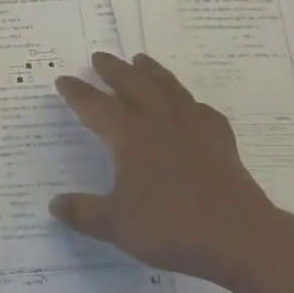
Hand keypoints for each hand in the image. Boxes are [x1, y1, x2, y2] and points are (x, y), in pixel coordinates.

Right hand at [51, 52, 276, 285]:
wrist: (239, 236)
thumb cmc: (171, 226)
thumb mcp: (116, 226)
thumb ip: (82, 213)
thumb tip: (54, 205)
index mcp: (128, 133)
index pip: (94, 105)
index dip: (77, 92)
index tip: (63, 79)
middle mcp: (158, 118)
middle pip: (131, 82)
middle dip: (112, 69)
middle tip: (99, 57)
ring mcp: (192, 124)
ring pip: (167, 86)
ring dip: (151, 71)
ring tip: (140, 60)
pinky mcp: (219, 137)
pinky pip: (201, 109)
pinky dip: (190, 103)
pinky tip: (190, 106)